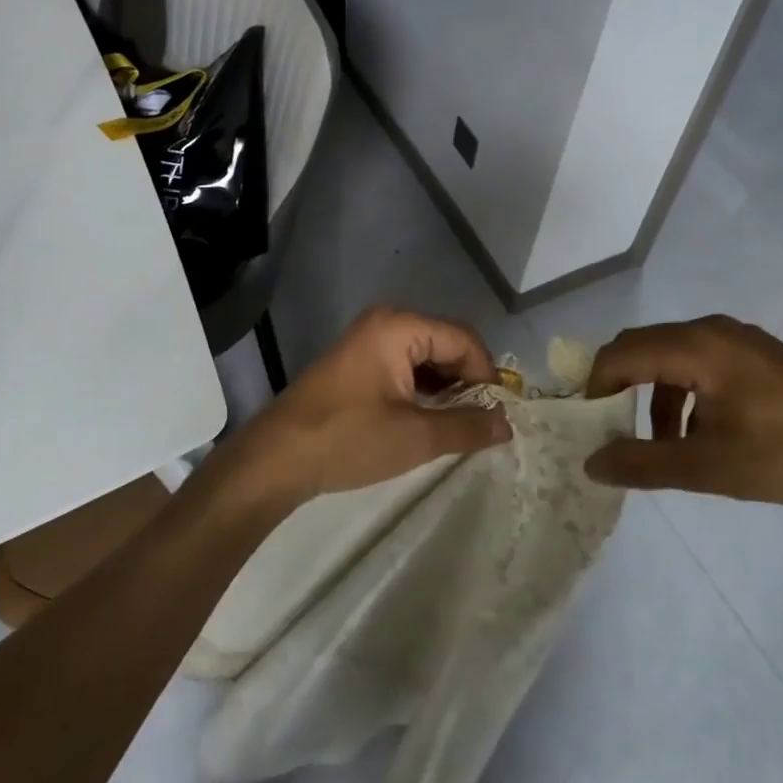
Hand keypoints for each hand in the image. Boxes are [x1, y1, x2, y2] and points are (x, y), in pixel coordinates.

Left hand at [216, 307, 512, 507]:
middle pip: (445, 345)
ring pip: (425, 359)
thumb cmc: (348, 439)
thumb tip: (507, 424)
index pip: (463, 340)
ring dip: (445, 390)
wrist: (276, 459)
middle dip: (466, 383)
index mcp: (399, 327)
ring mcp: (367, 342)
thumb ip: (467, 427)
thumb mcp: (416, 437)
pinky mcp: (356, 364)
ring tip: (455, 427)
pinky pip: (403, 368)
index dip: (486, 375)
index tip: (497, 414)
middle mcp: (384, 323)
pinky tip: (426, 421)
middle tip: (479, 424)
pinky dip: (421, 392)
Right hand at [583, 315, 782, 520]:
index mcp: (697, 346)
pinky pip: (702, 362)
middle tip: (612, 430)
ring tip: (662, 446)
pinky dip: (684, 393)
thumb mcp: (708, 466)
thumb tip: (591, 463)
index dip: (594, 386)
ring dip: (654, 395)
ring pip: (673, 356)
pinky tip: (701, 434)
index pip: (621, 353)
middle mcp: (714, 330)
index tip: (586, 426)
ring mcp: (741, 340)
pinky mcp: (761, 356)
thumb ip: (642, 463)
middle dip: (620, 387)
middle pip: (643, 347)